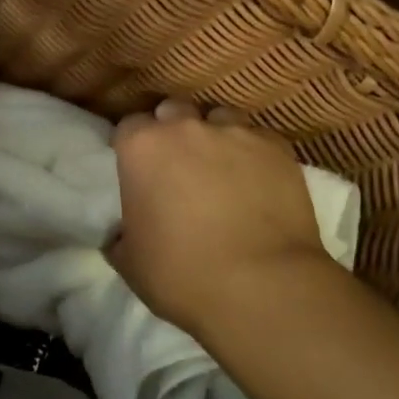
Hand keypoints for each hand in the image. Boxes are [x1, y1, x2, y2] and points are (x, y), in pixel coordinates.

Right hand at [107, 99, 330, 338]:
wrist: (261, 286)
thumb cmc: (181, 274)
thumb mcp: (129, 261)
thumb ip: (121, 235)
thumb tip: (123, 233)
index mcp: (142, 148)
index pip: (129, 127)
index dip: (133, 147)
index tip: (138, 169)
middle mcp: (186, 128)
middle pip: (173, 111)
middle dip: (172, 130)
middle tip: (178, 166)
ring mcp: (236, 133)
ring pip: (219, 118)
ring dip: (215, 137)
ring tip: (221, 168)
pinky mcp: (277, 148)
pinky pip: (259, 139)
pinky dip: (253, 153)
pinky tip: (257, 180)